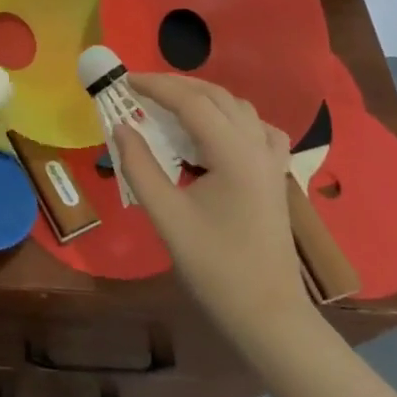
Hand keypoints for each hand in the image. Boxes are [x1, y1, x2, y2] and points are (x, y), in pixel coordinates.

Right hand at [112, 74, 313, 344]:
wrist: (268, 315)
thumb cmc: (215, 267)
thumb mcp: (167, 216)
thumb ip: (140, 166)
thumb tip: (121, 126)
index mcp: (234, 154)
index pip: (191, 102)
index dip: (156, 86)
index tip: (125, 81)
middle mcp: (258, 147)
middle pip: (216, 96)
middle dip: (177, 86)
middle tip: (140, 89)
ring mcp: (272, 161)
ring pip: (238, 107)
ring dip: (203, 97)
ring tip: (169, 104)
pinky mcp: (276, 176)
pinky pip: (257, 128)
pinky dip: (231, 117)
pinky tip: (215, 131)